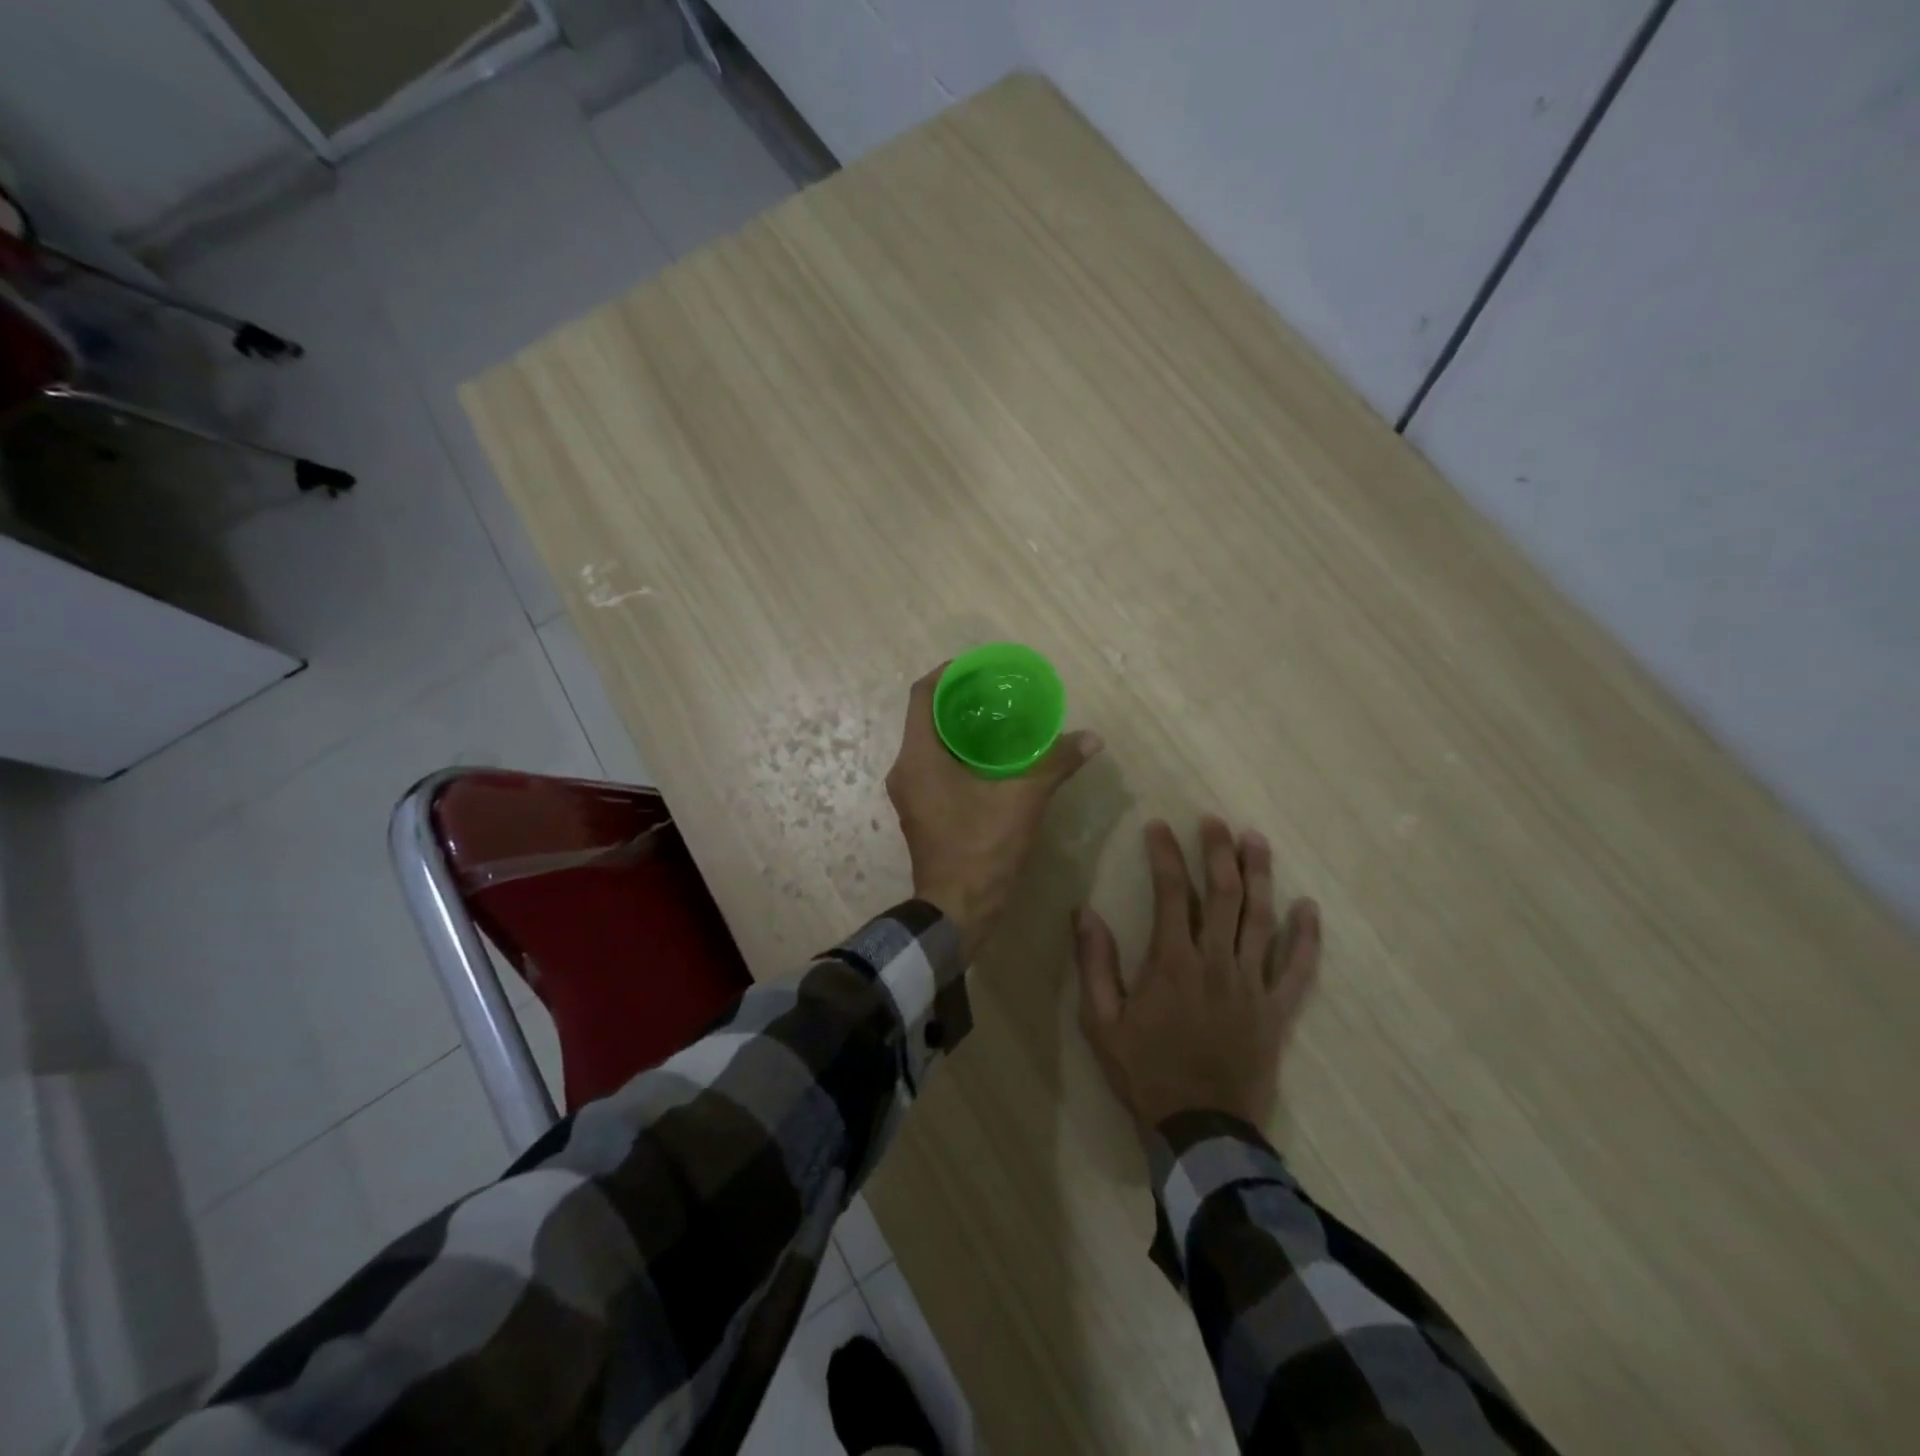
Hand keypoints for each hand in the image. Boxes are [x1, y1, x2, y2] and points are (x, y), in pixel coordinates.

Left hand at [886, 663, 1101, 954]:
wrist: (957, 912)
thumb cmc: (982, 849)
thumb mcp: (1023, 802)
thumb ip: (1054, 764)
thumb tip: (1092, 739)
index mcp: (918, 758)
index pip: (922, 696)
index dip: (947, 673)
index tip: (978, 667)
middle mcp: (905, 770)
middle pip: (927, 718)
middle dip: (960, 700)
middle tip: (998, 692)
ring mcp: (910, 794)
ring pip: (931, 744)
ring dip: (960, 729)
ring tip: (1000, 720)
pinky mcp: (920, 812)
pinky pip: (935, 767)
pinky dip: (959, 755)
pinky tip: (992, 759)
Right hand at [1075, 817, 1320, 1131]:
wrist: (1200, 1130)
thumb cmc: (1144, 1073)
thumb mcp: (1101, 1022)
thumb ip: (1094, 964)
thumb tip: (1084, 911)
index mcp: (1173, 962)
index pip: (1171, 893)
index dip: (1165, 855)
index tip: (1159, 826)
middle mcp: (1217, 962)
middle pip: (1223, 894)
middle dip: (1218, 851)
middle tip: (1215, 821)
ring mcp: (1252, 985)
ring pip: (1261, 919)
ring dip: (1260, 876)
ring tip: (1257, 840)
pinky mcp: (1277, 1011)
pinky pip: (1298, 969)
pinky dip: (1306, 937)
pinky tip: (1308, 908)